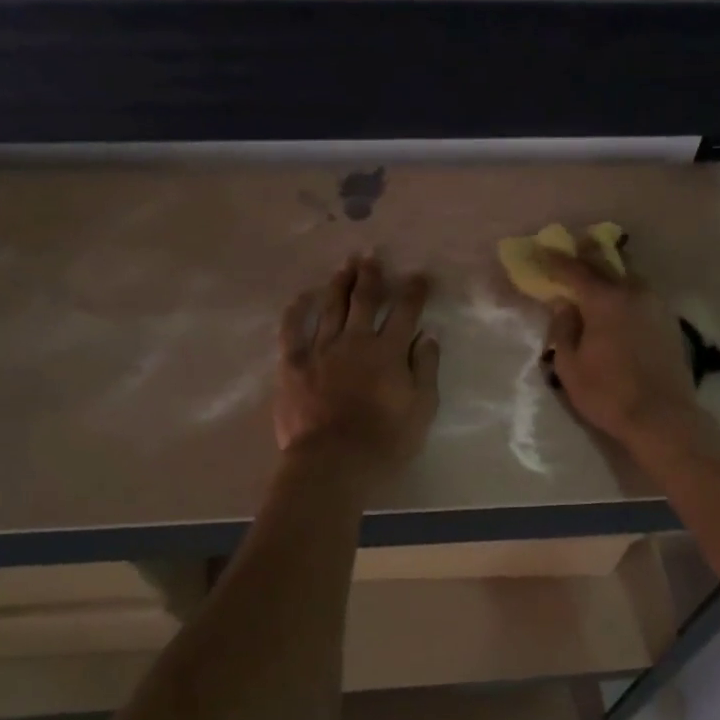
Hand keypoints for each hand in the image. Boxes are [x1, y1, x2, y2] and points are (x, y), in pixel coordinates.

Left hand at [276, 255, 439, 475]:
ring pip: (331, 307)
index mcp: (389, 351)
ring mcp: (321, 349)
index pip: (405, 312)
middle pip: (365, 300)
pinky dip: (297, 311)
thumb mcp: (421, 408)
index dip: (414, 291)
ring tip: (345, 266)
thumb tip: (427, 336)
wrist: (333, 464)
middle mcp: (355, 341)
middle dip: (371, 275)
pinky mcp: (292, 364)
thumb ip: (425, 369)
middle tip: (372, 256)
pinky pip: (292, 330)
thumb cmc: (385, 441)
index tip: (419, 275)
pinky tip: (301, 297)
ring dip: (339, 283)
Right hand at [537, 240, 704, 451]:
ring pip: (628, 275)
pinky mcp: (668, 320)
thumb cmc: (608, 393)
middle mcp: (633, 292)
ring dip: (608, 272)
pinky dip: (624, 291)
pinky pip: (641, 294)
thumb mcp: (569, 365)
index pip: (575, 270)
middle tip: (568, 253)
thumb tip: (563, 305)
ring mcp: (655, 304)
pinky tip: (616, 303)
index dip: (555, 260)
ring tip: (592, 277)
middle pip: (606, 263)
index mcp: (605, 299)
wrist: (663, 418)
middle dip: (585, 256)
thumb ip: (562, 329)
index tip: (541, 252)